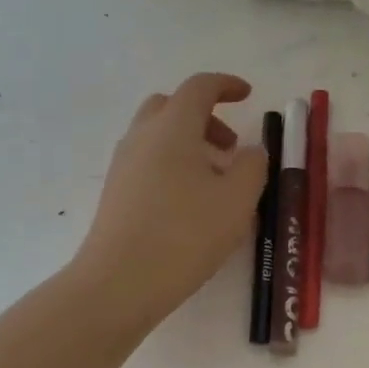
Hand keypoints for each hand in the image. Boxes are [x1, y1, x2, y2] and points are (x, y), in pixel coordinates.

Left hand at [70, 73, 269, 334]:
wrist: (120, 282)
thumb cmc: (186, 235)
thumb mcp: (237, 201)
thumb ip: (253, 166)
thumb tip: (252, 150)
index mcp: (172, 127)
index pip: (199, 87)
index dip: (226, 85)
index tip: (247, 95)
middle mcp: (142, 137)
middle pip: (171, 106)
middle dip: (204, 116)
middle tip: (229, 146)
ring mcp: (123, 165)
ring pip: (157, 136)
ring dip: (188, 143)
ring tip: (215, 181)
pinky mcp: (115, 193)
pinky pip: (147, 162)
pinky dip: (172, 165)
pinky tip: (190, 203)